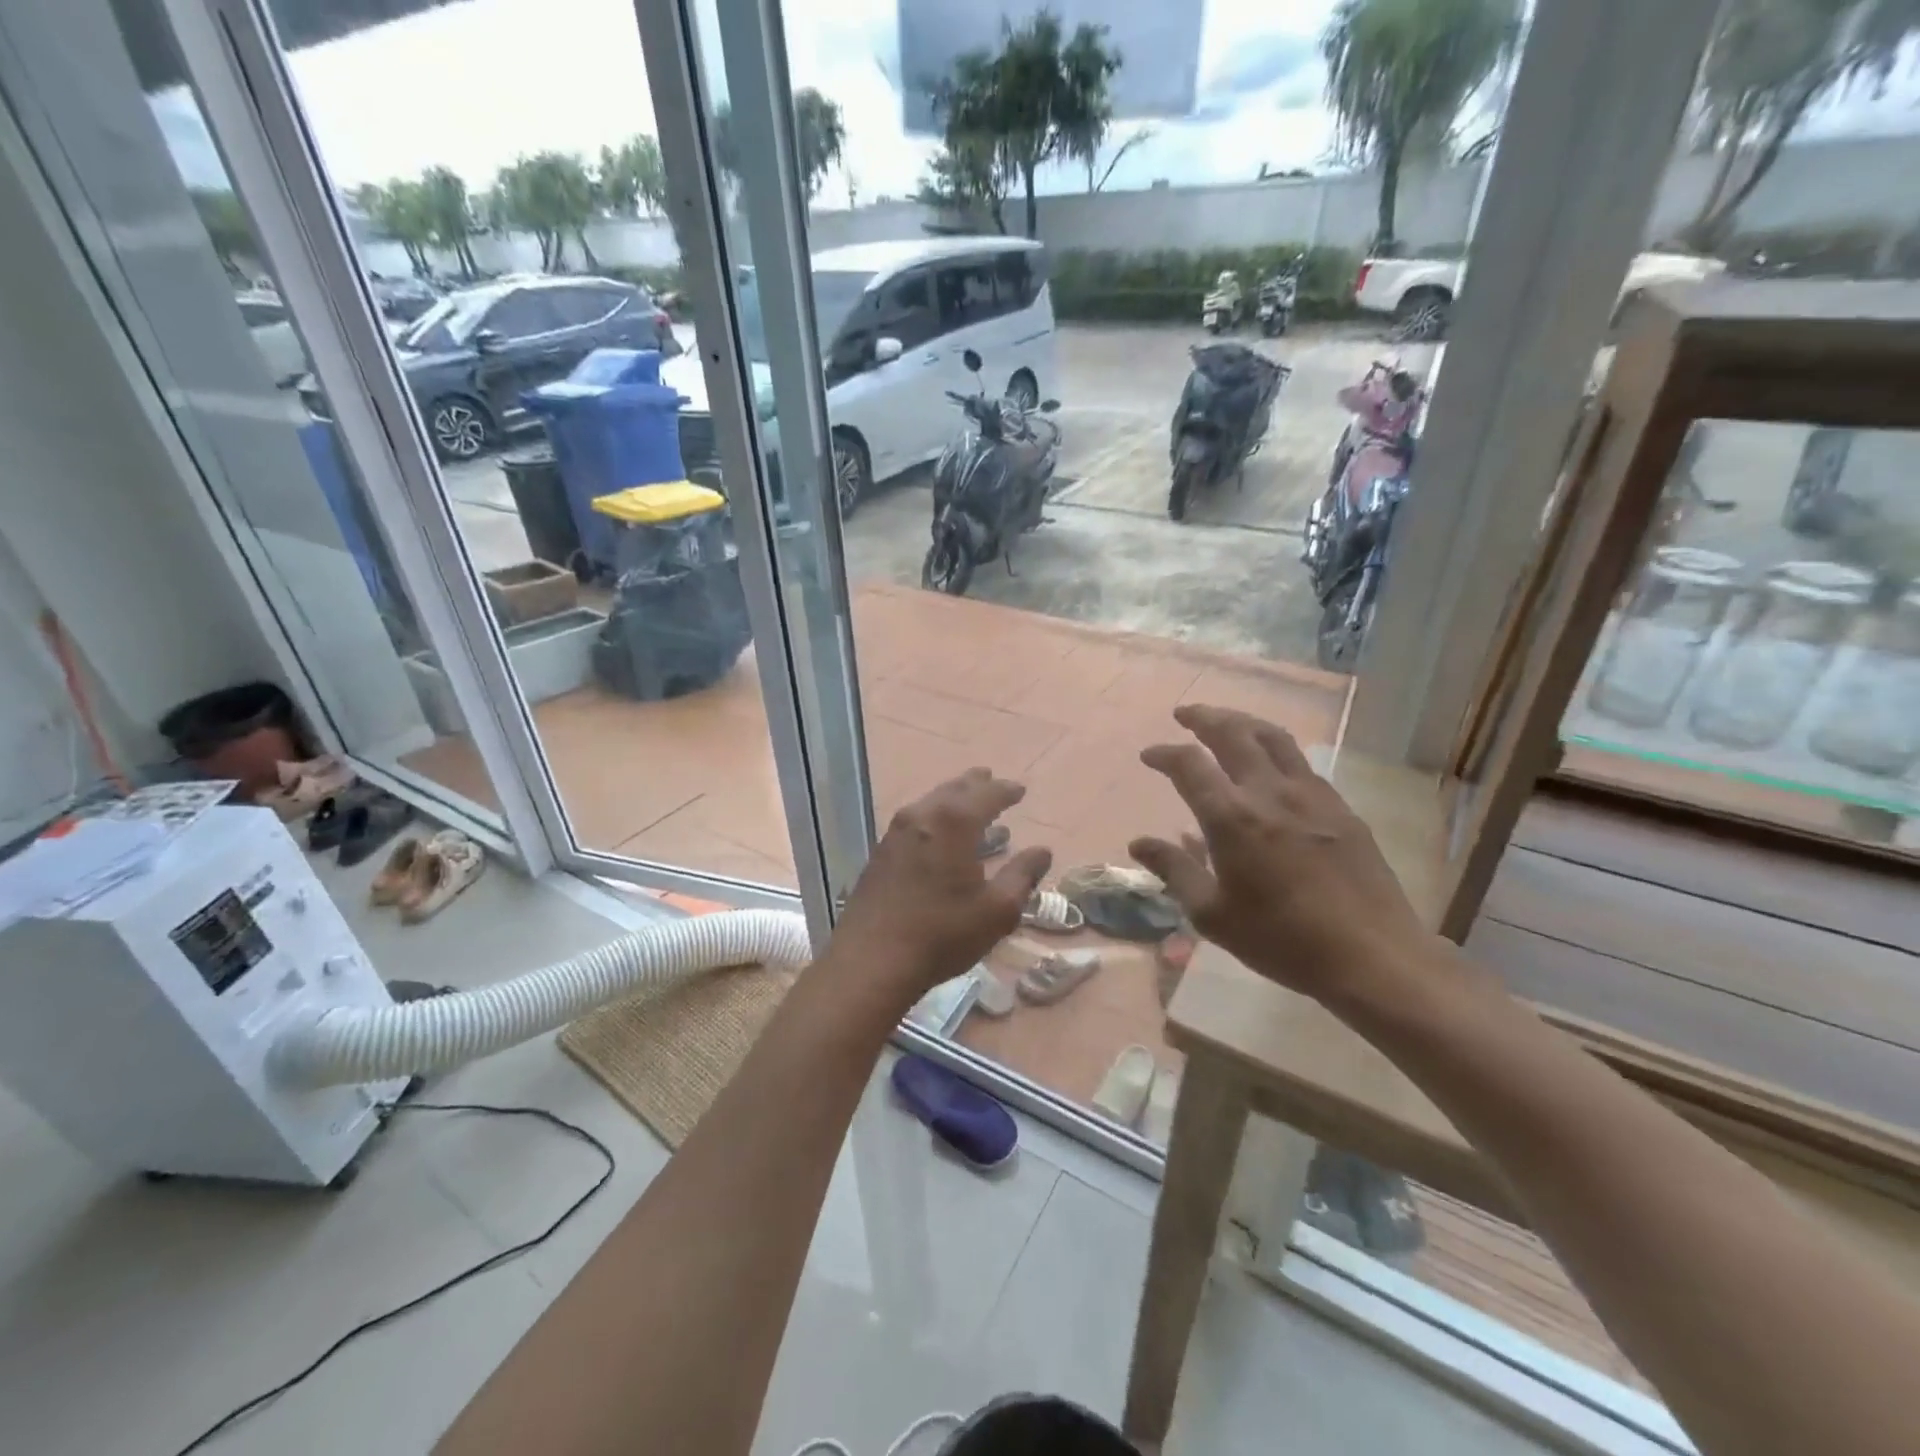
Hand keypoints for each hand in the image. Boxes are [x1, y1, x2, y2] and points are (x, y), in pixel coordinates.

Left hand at [829, 769, 1051, 1002]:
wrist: (871, 960)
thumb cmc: (942, 933)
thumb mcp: (997, 910)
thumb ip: (1022, 876)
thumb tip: (1042, 852)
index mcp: (953, 822)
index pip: (987, 795)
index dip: (1006, 791)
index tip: (1021, 790)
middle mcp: (922, 816)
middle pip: (954, 790)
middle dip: (976, 785)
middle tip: (991, 780)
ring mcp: (895, 833)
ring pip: (930, 802)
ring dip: (953, 799)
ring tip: (969, 804)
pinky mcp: (880, 853)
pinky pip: (915, 821)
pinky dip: (934, 817)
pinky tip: (939, 836)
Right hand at [1129, 705, 1433, 1011]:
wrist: (1371, 955)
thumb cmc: (1281, 939)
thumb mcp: (1212, 914)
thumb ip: (1175, 870)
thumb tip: (1138, 843)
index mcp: (1232, 818)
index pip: (1189, 765)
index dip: (1165, 754)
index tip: (1149, 756)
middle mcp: (1270, 793)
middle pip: (1233, 733)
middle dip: (1204, 717)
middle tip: (1185, 714)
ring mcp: (1311, 795)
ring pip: (1272, 737)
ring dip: (1242, 722)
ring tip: (1225, 722)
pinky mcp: (1340, 807)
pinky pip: (1301, 762)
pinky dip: (1275, 748)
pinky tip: (1271, 763)